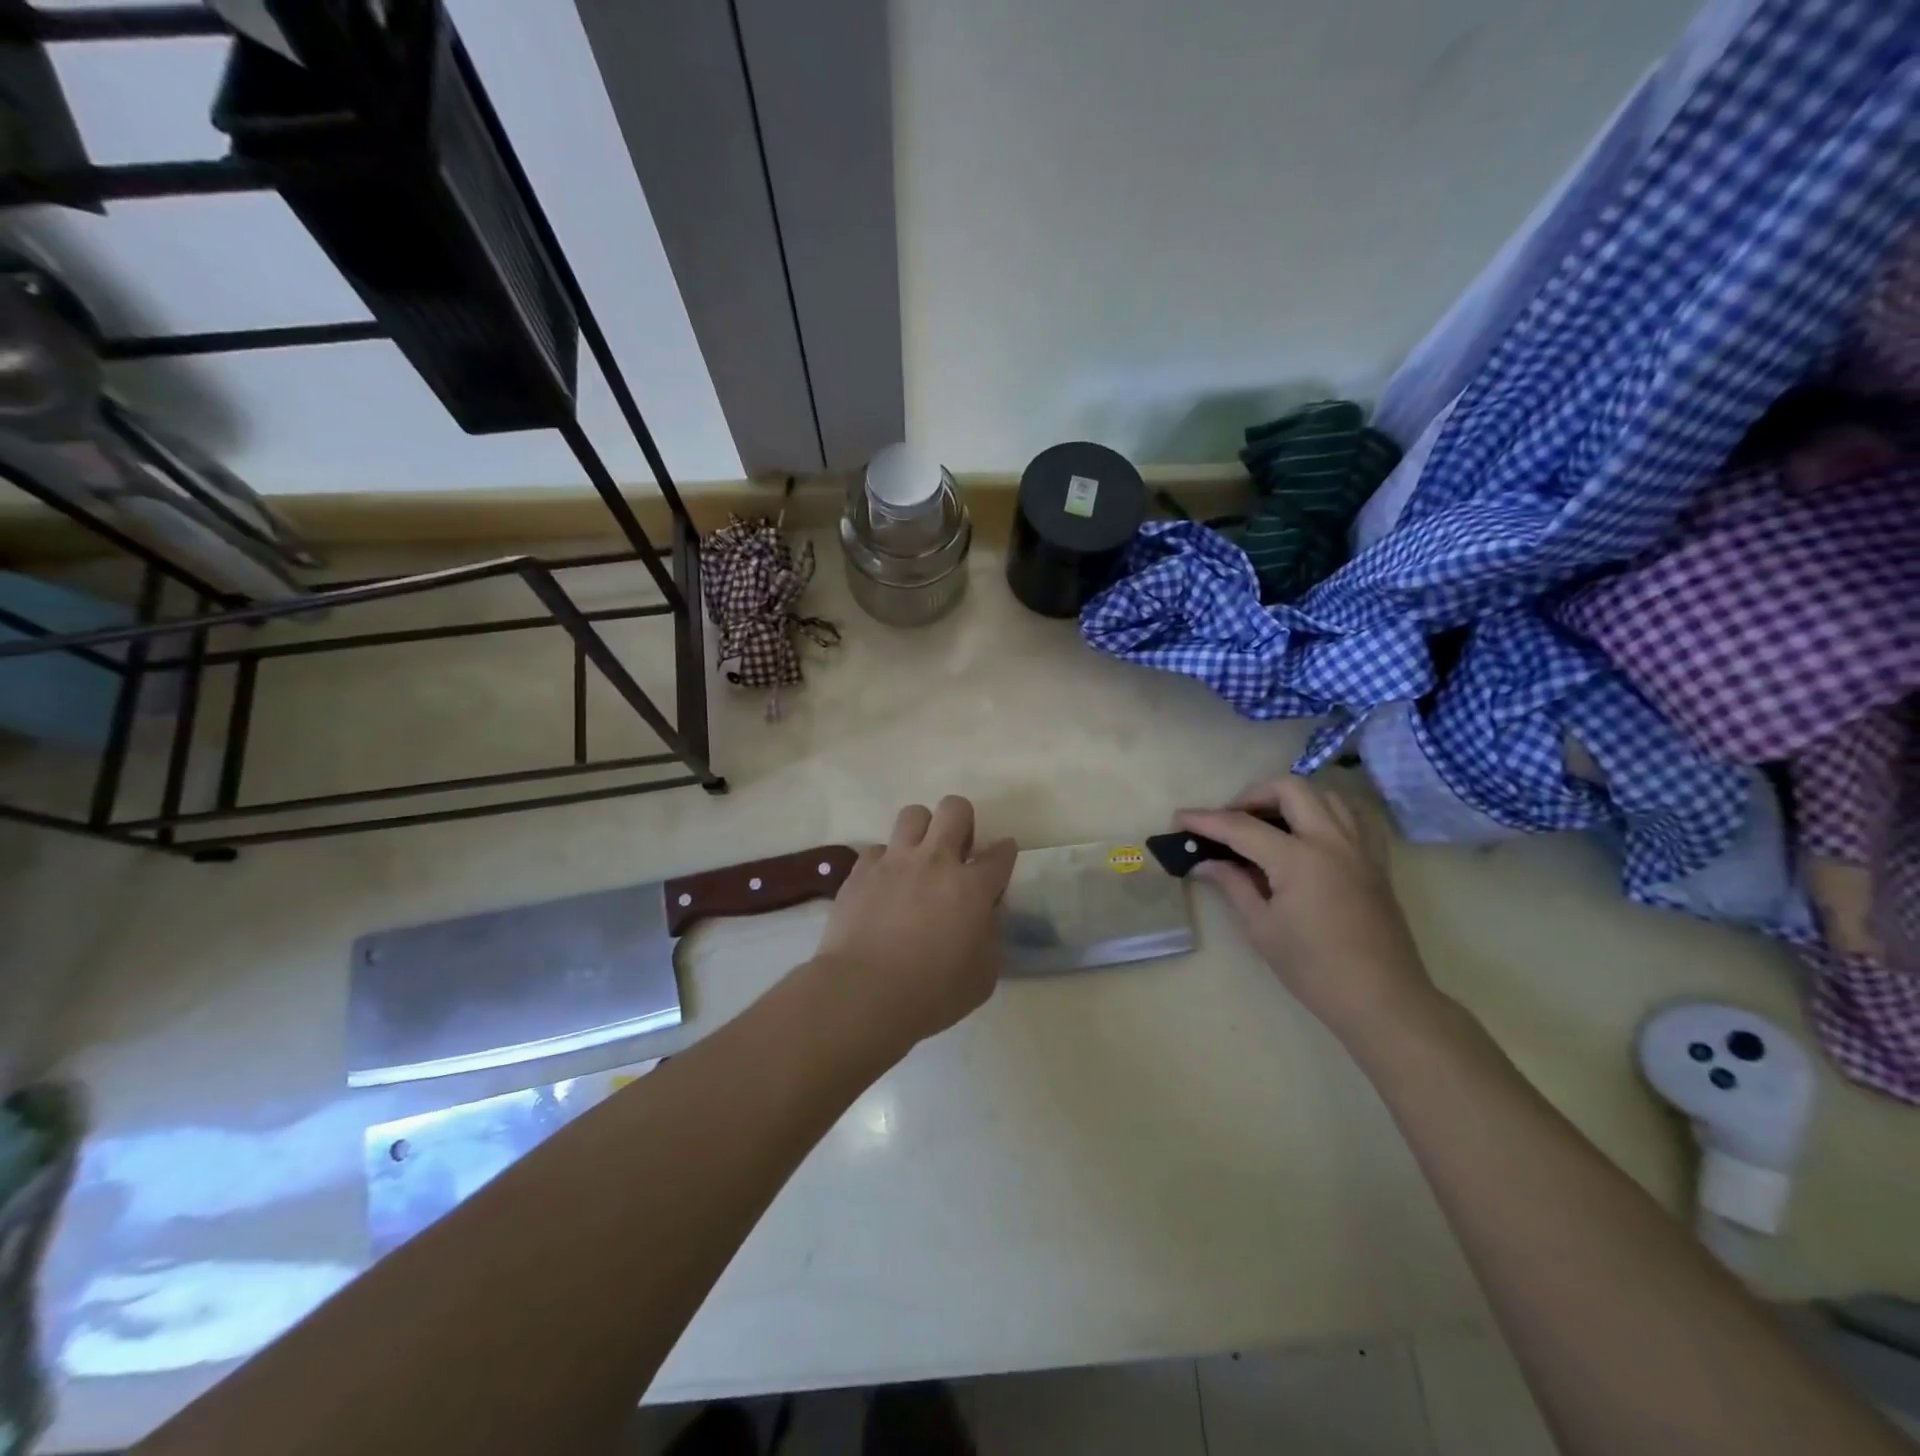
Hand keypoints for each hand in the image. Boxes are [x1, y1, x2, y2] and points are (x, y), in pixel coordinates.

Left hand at [810, 796, 1017, 1050]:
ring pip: (912, 814)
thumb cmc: (931, 993)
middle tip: (958, 850)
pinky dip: (884, 862)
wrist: (863, 992)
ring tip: (918, 856)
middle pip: (955, 809)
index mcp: (972, 887)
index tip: (1002, 855)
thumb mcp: (983, 976)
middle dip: (962, 821)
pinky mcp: (861, 870)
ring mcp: (895, 861)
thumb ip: (989, 938)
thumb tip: (983, 920)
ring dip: (921, 830)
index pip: (1000, 853)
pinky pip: (876, 849)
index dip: (1005, 851)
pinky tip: (883, 884)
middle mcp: (936, 861)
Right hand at [1177, 777, 1439, 1045]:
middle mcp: (1330, 841)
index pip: (1240, 826)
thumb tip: (1204, 863)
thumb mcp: (1262, 928)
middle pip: (1289, 789)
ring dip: (1291, 799)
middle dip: (1252, 795)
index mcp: (1298, 859)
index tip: (1179, 819)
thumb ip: (1233, 885)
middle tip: (1230, 819)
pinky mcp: (1376, 862)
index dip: (1205, 820)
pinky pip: (1355, 817)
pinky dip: (1328, 812)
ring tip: (1269, 823)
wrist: (1382, 1000)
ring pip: (1325, 795)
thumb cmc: (1314, 969)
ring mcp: (1359, 848)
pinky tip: (1312, 832)